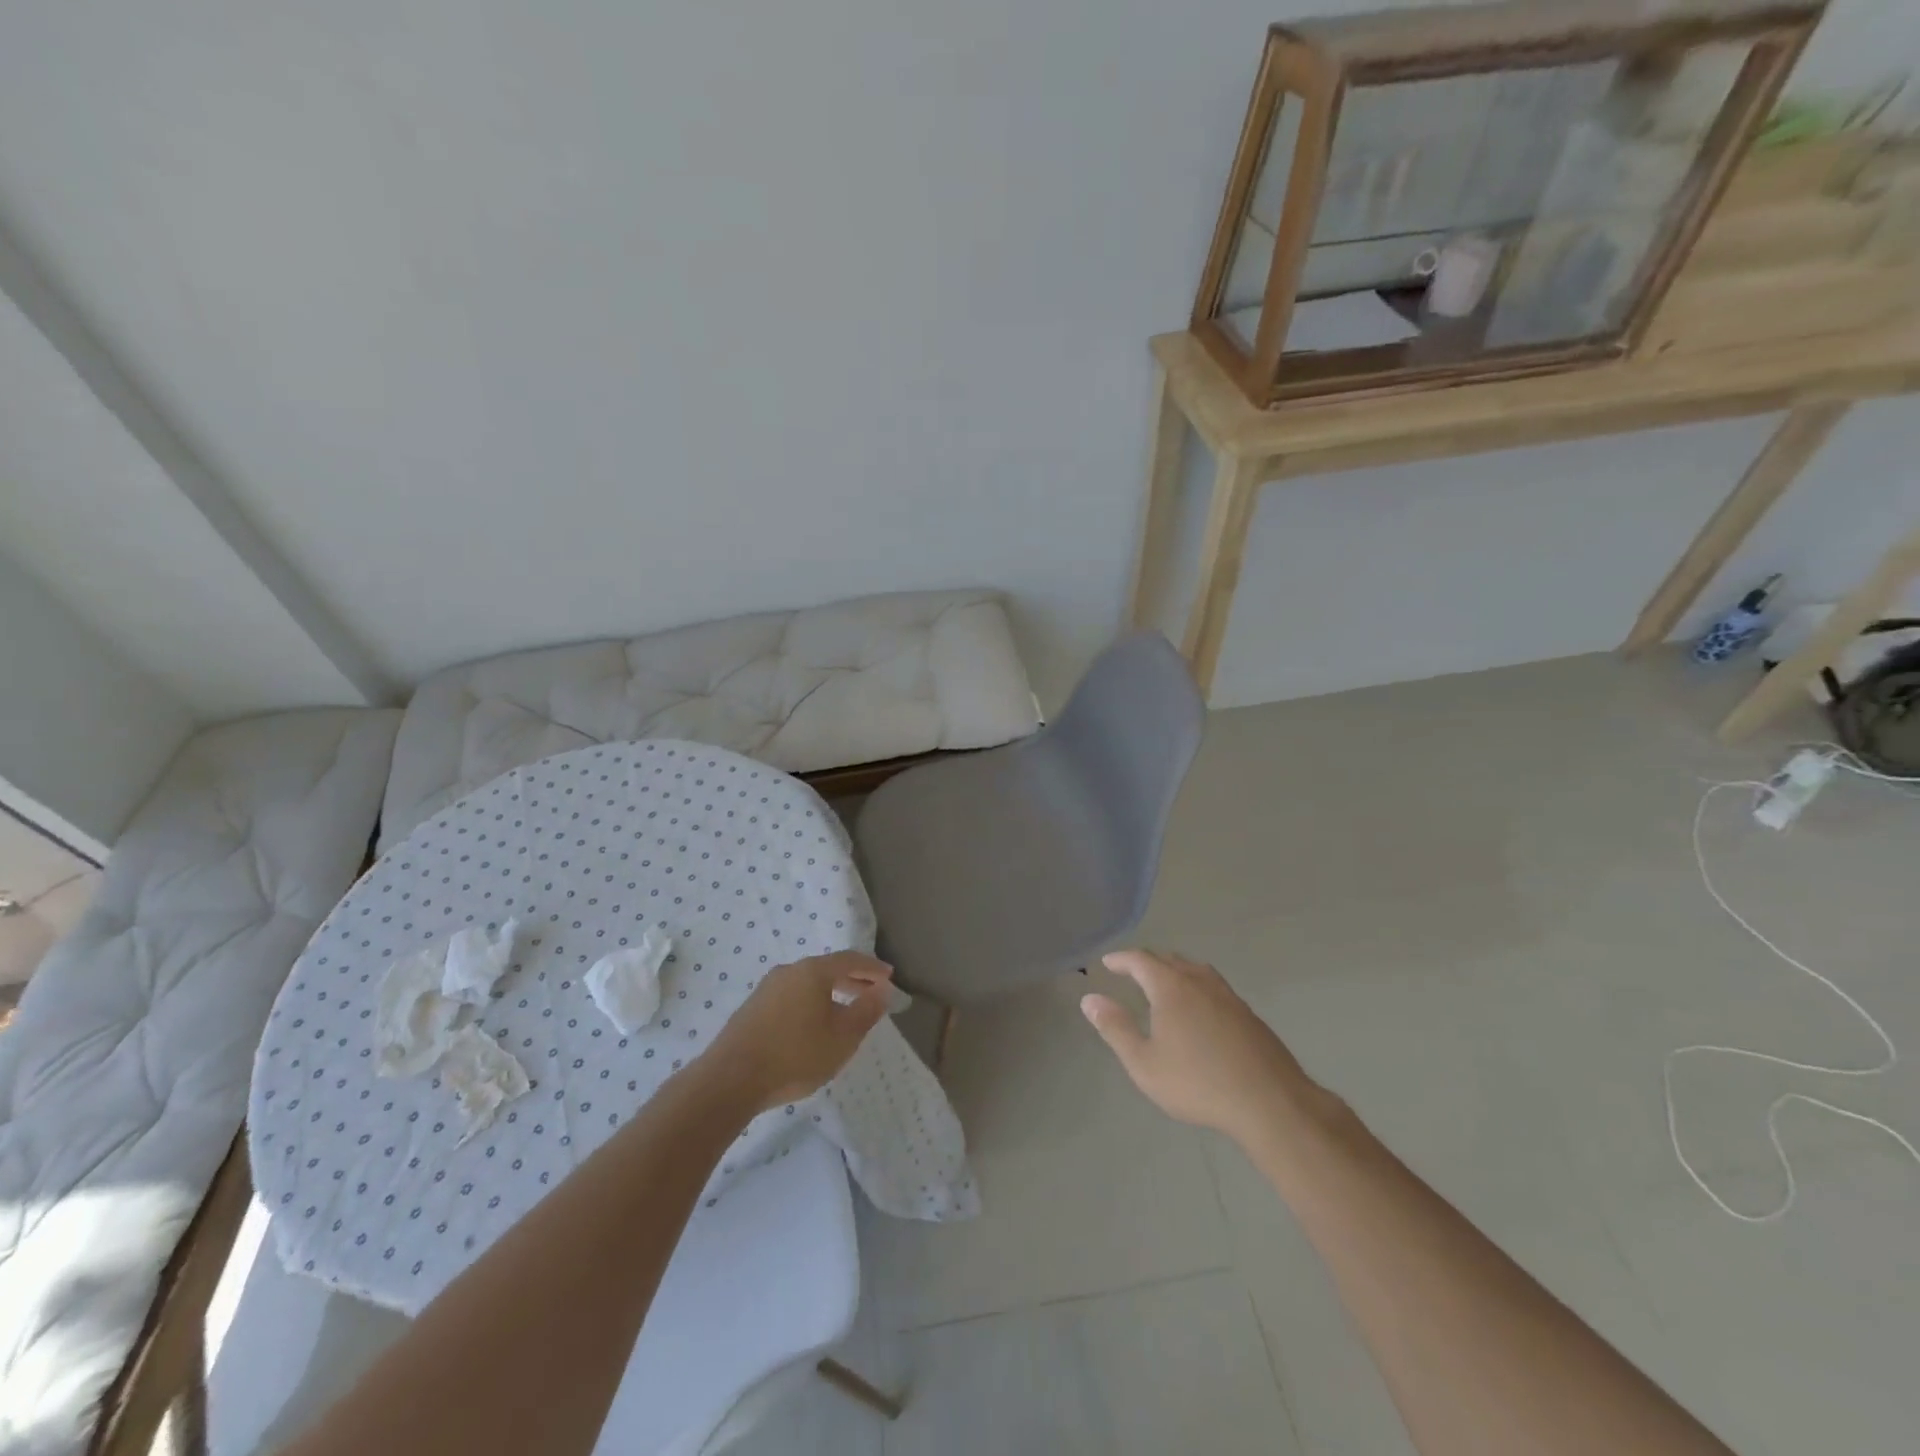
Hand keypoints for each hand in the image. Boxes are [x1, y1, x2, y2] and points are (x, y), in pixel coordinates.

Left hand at [701, 951, 893, 1112]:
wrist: (730, 1080)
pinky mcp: (753, 1008)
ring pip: (808, 983)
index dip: (872, 968)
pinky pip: (792, 996)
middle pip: (827, 969)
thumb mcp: (842, 1038)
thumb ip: (867, 1011)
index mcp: (812, 971)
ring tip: (845, 1012)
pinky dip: (811, 1002)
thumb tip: (883, 989)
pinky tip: (813, 1025)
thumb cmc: (795, 1056)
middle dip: (853, 980)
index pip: (850, 959)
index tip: (889, 977)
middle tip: (872, 994)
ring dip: (831, 992)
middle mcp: (789, 971)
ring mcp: (767, 988)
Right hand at [1081, 949, 1316, 1144]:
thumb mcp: (1144, 1063)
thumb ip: (1115, 1028)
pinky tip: (1200, 1010)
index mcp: (1171, 987)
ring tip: (1166, 984)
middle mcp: (1199, 981)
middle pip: (1170, 960)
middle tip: (1133, 972)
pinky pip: (1214, 988)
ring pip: (1196, 970)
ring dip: (1176, 971)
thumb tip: (1089, 999)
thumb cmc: (1197, 1082)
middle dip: (1148, 963)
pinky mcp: (1248, 1014)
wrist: (1269, 1101)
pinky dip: (1198, 987)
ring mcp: (1228, 996)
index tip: (1108, 963)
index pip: (1141, 960)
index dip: (1122, 959)